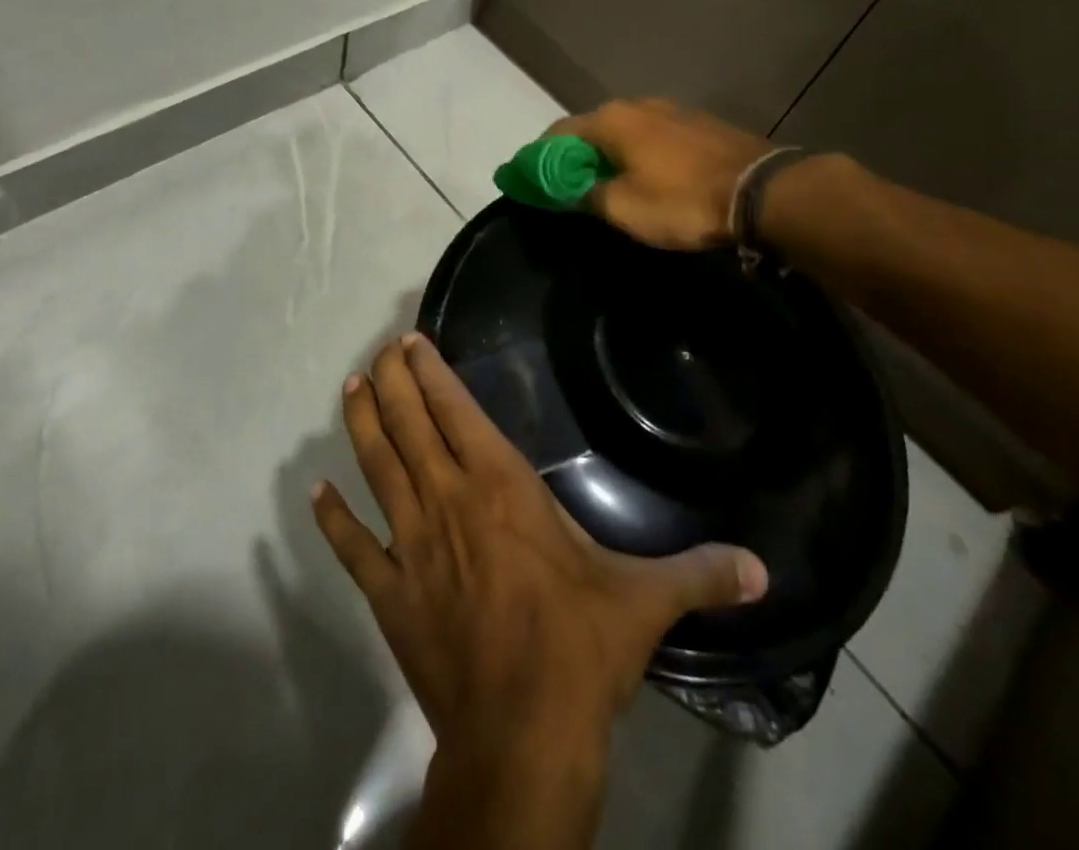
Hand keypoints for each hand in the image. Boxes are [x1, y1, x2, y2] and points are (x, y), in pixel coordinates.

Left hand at [313, 335, 766, 800]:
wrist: (522, 736)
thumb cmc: (578, 649)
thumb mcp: (644, 601)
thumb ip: (699, 574)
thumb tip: (763, 569)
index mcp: (500, 487)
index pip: (456, 411)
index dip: (431, 373)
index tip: (412, 342)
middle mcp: (447, 501)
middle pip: (408, 426)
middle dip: (392, 382)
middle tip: (381, 351)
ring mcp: (410, 546)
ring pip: (376, 468)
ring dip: (361, 425)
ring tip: (351, 389)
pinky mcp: (389, 594)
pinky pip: (353, 549)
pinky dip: (333, 520)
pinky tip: (315, 493)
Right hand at [550, 99, 775, 249]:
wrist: (762, 191)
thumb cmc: (683, 201)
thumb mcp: (624, 208)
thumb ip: (587, 194)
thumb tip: (570, 188)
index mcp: (612, 120)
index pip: (559, 132)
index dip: (541, 157)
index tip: (532, 179)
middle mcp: (638, 105)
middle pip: (593, 128)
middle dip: (576, 155)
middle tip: (569, 185)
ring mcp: (673, 110)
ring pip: (626, 131)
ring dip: (610, 154)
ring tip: (608, 181)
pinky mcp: (700, 124)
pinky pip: (654, 137)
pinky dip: (640, 153)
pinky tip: (647, 174)